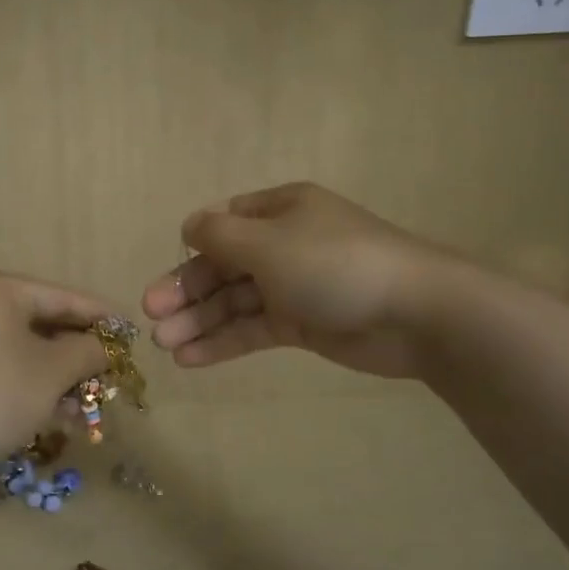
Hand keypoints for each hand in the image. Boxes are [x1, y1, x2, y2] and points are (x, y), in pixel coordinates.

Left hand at [0, 271, 116, 454]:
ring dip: (56, 376)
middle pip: (40, 324)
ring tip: (86, 403)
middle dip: (77, 354)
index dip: (100, 316)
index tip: (129, 331)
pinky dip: (27, 383)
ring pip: (21, 349)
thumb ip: (88, 351)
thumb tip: (105, 347)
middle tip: (109, 371)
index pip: (61, 297)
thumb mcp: (53, 371)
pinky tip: (54, 412)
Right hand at [141, 182, 457, 379]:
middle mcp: (284, 244)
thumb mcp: (267, 242)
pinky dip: (223, 342)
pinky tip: (190, 358)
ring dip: (198, 320)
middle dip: (186, 290)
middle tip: (151, 316)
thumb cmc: (335, 264)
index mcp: (280, 210)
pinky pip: (253, 329)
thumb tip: (189, 226)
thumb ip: (219, 236)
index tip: (167, 273)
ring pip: (234, 301)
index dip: (192, 248)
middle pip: (223, 266)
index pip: (224, 224)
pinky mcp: (303, 324)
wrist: (417, 314)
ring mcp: (294, 286)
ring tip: (164, 344)